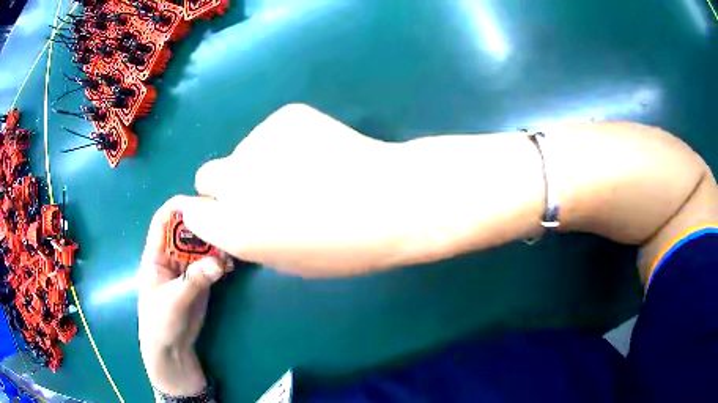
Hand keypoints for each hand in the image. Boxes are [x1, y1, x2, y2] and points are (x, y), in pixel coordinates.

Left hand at [138, 196, 232, 395]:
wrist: (171, 349)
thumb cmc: (160, 322)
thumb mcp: (172, 301)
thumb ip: (193, 281)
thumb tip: (218, 261)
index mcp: (155, 255)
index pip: (163, 221)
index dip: (178, 207)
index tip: (200, 202)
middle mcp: (171, 256)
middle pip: (186, 230)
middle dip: (203, 223)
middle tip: (226, 221)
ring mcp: (187, 268)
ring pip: (201, 246)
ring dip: (215, 243)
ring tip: (233, 242)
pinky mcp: (200, 280)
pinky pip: (211, 263)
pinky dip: (222, 259)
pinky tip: (233, 260)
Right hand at [181, 104, 417, 276]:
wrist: (393, 201)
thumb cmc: (346, 247)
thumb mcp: (289, 261)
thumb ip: (251, 239)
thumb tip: (239, 218)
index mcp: (234, 229)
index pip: (193, 213)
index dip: (210, 213)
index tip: (224, 213)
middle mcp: (235, 183)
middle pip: (207, 175)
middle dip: (226, 185)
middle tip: (261, 191)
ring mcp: (257, 143)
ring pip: (244, 151)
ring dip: (261, 162)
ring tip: (307, 172)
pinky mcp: (285, 116)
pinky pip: (272, 133)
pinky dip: (286, 142)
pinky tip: (320, 152)